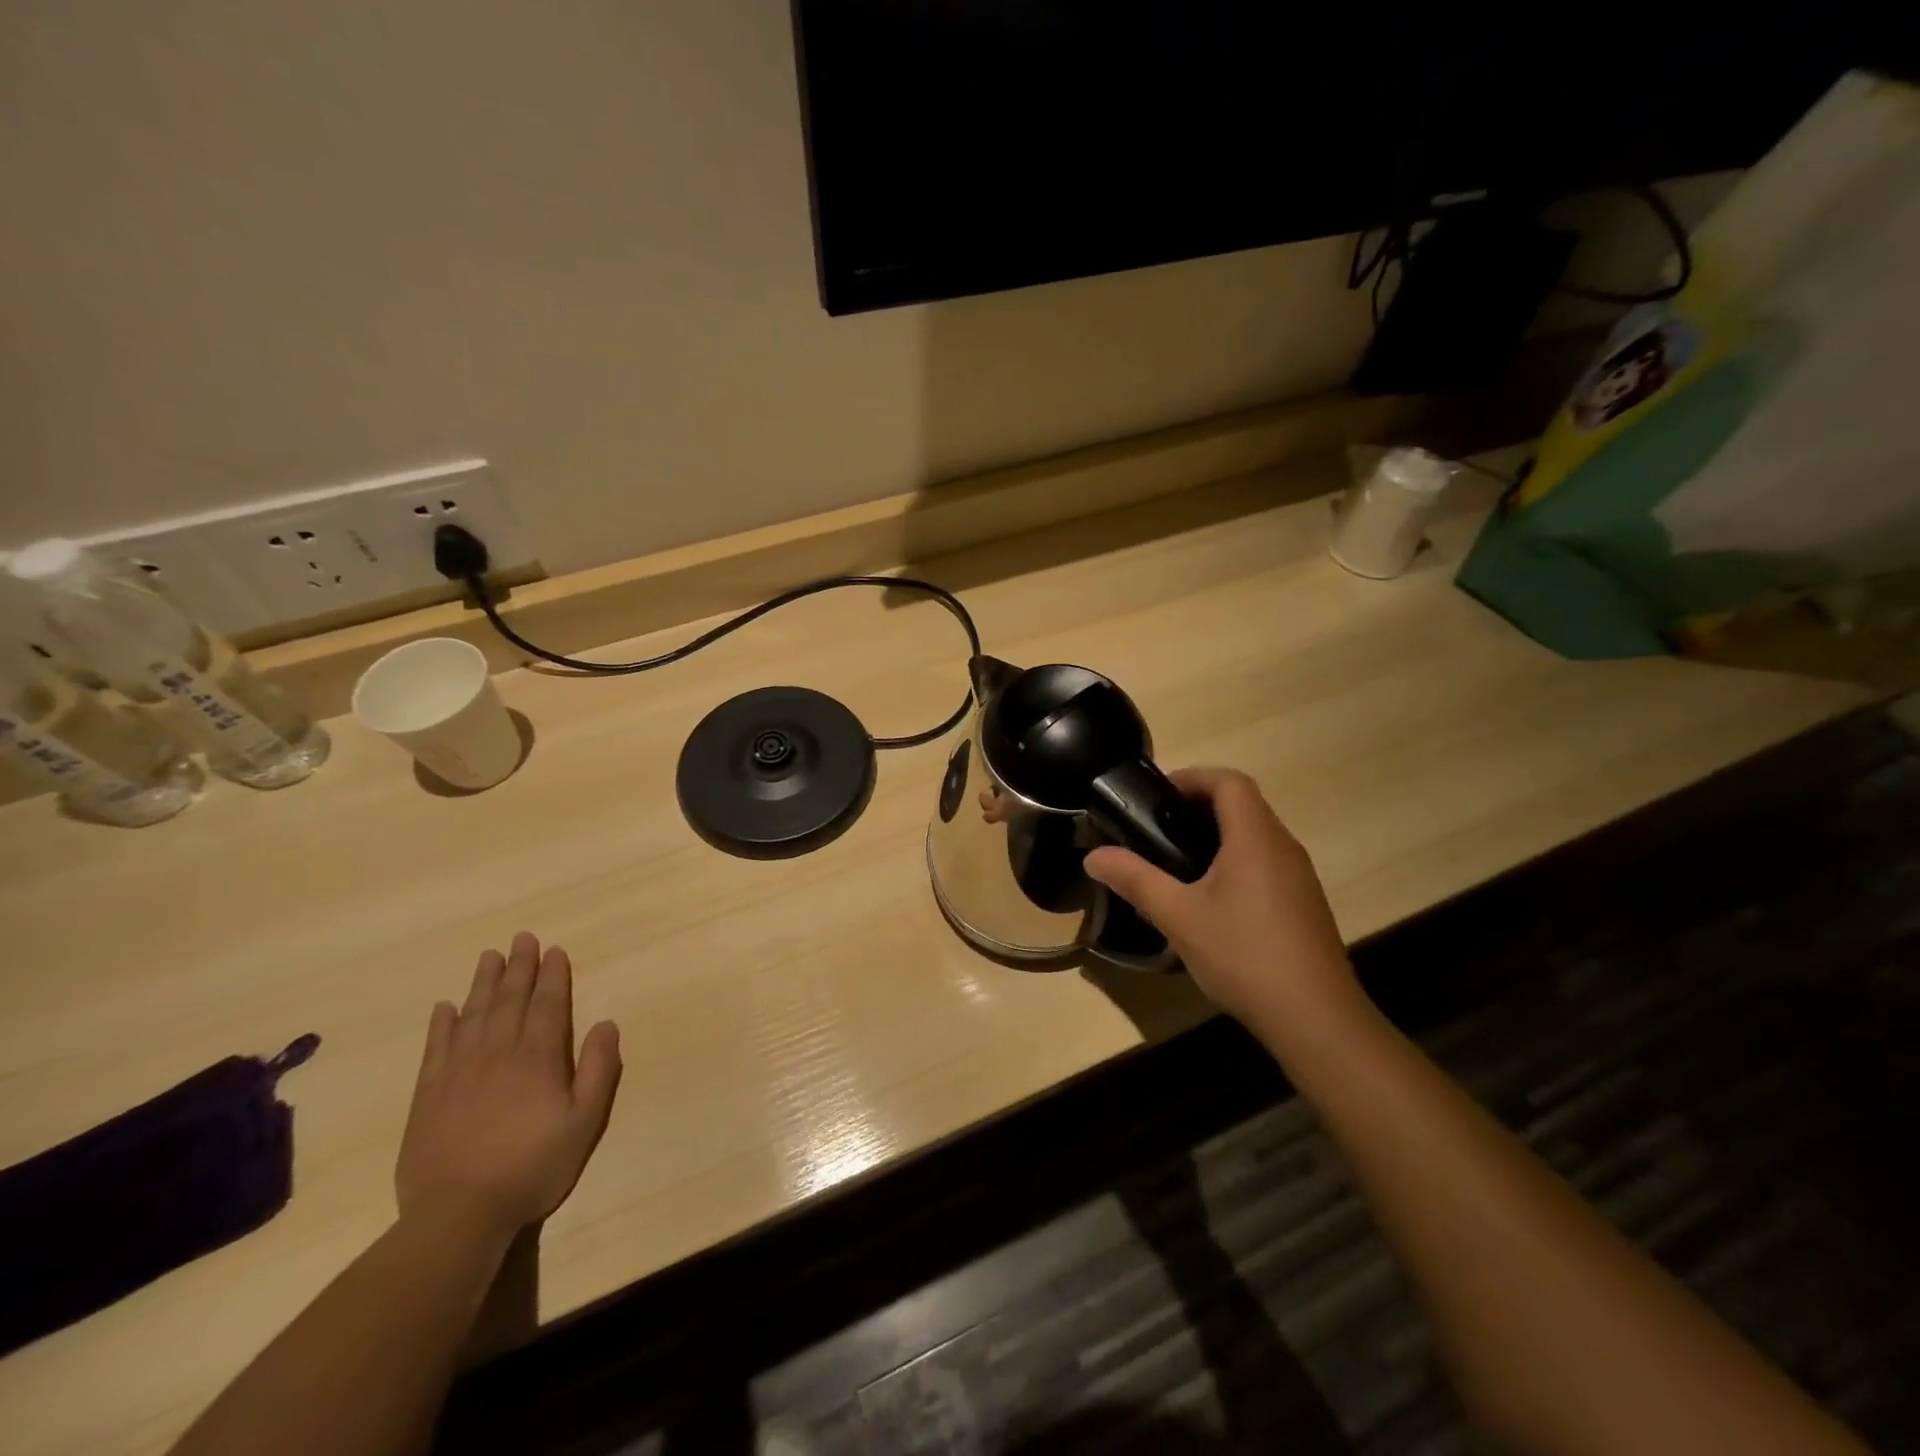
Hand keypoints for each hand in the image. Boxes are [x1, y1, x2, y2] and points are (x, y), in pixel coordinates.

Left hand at [396, 932, 621, 1234]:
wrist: (458, 1215)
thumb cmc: (532, 1167)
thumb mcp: (584, 1122)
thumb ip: (598, 1070)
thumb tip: (606, 1024)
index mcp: (537, 1059)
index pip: (547, 1005)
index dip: (553, 976)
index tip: (554, 950)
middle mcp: (497, 1054)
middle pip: (509, 1001)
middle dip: (519, 967)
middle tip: (522, 938)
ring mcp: (458, 1073)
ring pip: (473, 1015)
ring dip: (483, 983)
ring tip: (489, 956)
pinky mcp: (428, 1096)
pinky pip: (436, 1048)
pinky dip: (442, 1024)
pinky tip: (445, 1007)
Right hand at [1084, 768, 1361, 1036]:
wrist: (1316, 1018)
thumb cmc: (1244, 954)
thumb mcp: (1178, 916)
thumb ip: (1135, 879)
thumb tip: (1094, 856)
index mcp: (1255, 837)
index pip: (1229, 781)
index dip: (1192, 777)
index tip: (1157, 796)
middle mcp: (1283, 846)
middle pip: (1243, 804)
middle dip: (1199, 806)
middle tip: (1158, 828)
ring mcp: (1299, 876)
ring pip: (1256, 835)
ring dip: (1218, 834)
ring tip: (1177, 861)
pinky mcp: (1304, 903)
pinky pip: (1266, 862)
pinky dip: (1236, 861)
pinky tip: (1212, 900)